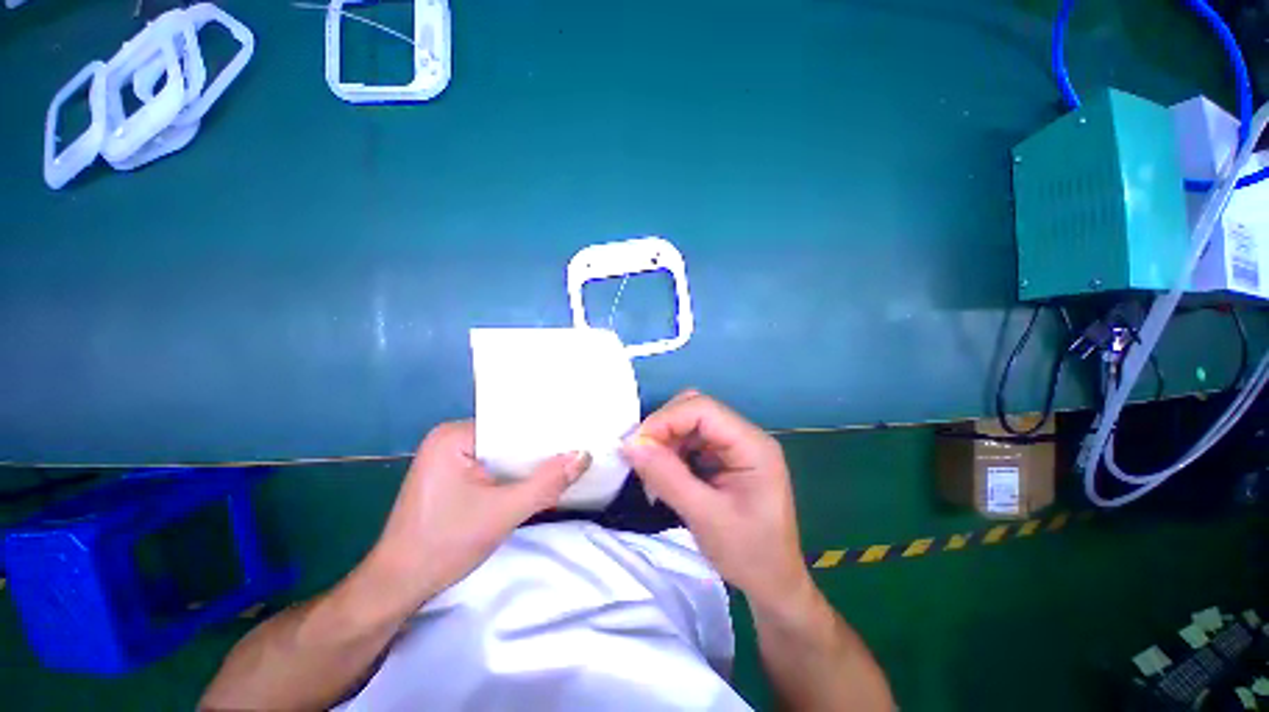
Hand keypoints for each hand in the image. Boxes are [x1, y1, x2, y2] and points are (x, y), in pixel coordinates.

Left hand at [369, 420, 590, 610]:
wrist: (397, 588)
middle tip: (576, 449)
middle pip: (508, 437)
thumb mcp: (503, 514)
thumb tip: (584, 456)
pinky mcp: (451, 474)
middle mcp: (450, 437)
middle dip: (538, 449)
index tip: (576, 436)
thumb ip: (546, 483)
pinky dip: (513, 474)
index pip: (511, 424)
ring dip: (527, 464)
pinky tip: (535, 479)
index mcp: (454, 435)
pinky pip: (492, 465)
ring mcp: (448, 456)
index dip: (545, 432)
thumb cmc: (444, 546)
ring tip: (563, 461)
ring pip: (502, 453)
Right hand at [621, 391, 809, 607]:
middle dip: (665, 427)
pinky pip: (693, 441)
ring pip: (691, 423)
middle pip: (697, 409)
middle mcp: (745, 436)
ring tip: (653, 470)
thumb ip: (667, 477)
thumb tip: (630, 445)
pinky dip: (673, 451)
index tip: (636, 445)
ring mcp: (736, 446)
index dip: (666, 419)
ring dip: (667, 440)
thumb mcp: (704, 517)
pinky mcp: (726, 459)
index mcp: (752, 444)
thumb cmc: (749, 554)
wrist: (774, 585)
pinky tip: (666, 474)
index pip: (703, 409)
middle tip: (642, 456)